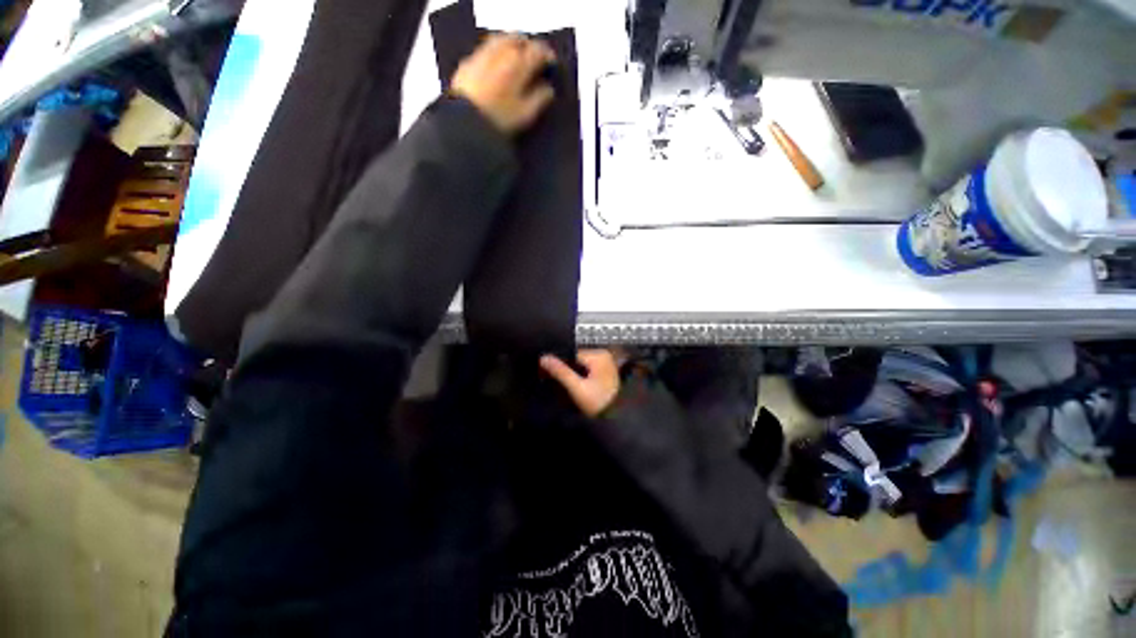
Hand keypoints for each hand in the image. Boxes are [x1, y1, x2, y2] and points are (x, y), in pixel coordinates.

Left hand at [450, 34, 556, 134]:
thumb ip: (540, 99)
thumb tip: (549, 89)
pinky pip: (485, 50)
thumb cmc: (500, 119)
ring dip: (511, 45)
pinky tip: (497, 66)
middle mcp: (500, 52)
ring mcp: (482, 55)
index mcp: (518, 63)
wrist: (466, 122)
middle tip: (533, 58)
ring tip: (515, 58)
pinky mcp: (468, 63)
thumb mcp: (525, 114)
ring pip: (500, 40)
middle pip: (518, 39)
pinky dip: (495, 53)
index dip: (547, 56)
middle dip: (528, 46)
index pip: (538, 51)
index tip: (551, 64)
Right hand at [540, 350, 621, 417]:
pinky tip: (577, 387)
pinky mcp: (607, 372)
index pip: (571, 354)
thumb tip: (543, 358)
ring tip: (564, 385)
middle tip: (554, 381)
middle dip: (566, 369)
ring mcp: (607, 364)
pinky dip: (581, 377)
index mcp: (599, 355)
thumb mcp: (578, 388)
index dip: (559, 364)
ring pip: (582, 365)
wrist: (620, 419)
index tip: (547, 374)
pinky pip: (588, 370)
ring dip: (573, 373)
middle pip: (576, 359)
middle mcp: (604, 355)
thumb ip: (561, 372)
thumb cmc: (599, 403)